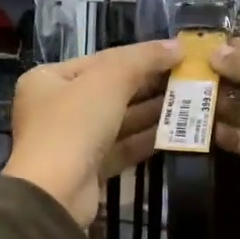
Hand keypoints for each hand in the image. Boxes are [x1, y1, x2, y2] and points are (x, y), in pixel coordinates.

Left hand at [3, 39, 181, 224]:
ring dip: (152, 111)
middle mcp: (56, 108)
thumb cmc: (74, 124)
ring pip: (118, 120)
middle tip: (189, 79)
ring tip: (190, 102)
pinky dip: (146, 138)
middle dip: (149, 85)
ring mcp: (72, 141)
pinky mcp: (88, 169)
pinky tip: (176, 131)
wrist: (55, 192)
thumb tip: (178, 46)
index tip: (177, 55)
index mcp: (48, 80)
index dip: (139, 56)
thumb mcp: (109, 80)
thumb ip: (143, 59)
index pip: (100, 60)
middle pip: (110, 90)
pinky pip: (121, 147)